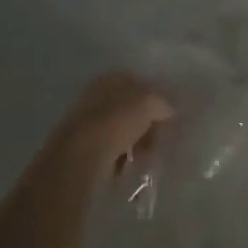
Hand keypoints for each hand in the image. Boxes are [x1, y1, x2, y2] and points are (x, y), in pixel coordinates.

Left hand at [55, 71, 173, 174]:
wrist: (79, 156)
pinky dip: (120, 160)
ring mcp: (86, 124)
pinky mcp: (81, 150)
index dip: (155, 100)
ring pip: (120, 133)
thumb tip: (168, 110)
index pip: (138, 85)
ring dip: (134, 145)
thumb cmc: (116, 121)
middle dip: (146, 126)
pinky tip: (126, 168)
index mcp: (109, 79)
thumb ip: (162, 103)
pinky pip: (109, 152)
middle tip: (157, 142)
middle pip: (129, 111)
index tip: (167, 118)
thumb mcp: (149, 102)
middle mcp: (95, 97)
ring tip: (144, 159)